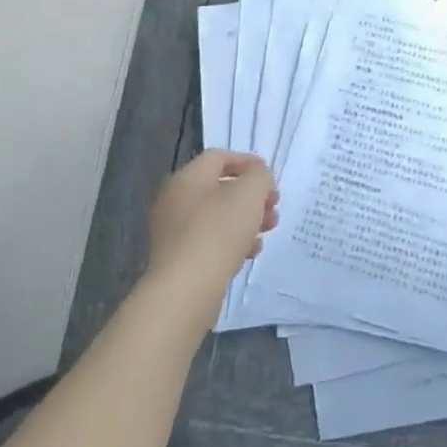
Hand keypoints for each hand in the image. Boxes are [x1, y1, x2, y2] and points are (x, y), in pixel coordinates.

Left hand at [144, 151, 278, 325]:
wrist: (185, 290)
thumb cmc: (218, 231)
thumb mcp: (250, 193)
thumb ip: (259, 176)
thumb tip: (257, 177)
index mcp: (187, 177)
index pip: (220, 157)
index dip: (248, 162)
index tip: (271, 179)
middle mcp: (175, 199)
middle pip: (220, 188)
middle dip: (252, 196)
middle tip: (273, 208)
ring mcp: (174, 231)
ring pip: (217, 216)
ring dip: (246, 219)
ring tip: (268, 231)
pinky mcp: (178, 258)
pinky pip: (210, 241)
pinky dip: (232, 241)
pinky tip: (251, 253)